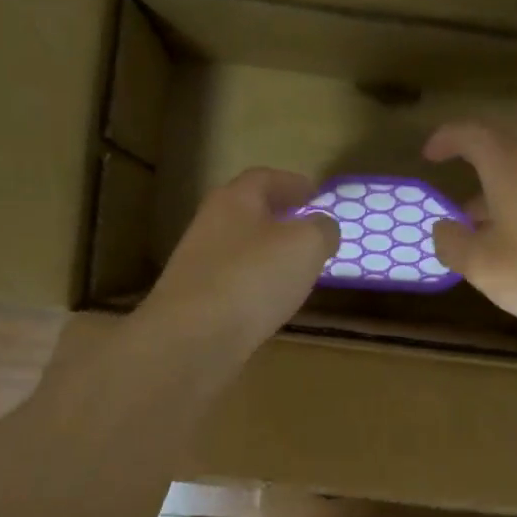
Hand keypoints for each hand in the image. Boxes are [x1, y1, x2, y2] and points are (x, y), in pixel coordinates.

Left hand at [141, 167, 336, 353]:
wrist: (193, 339)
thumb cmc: (253, 278)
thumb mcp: (306, 245)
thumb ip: (321, 229)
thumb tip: (323, 226)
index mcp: (234, 200)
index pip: (265, 178)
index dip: (293, 183)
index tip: (316, 194)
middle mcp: (210, 225)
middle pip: (249, 212)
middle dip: (280, 217)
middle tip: (309, 230)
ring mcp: (199, 265)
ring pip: (241, 249)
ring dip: (268, 253)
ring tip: (297, 268)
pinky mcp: (196, 302)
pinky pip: (234, 283)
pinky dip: (256, 285)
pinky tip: (272, 301)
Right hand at [423, 120, 516, 338]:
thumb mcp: (482, 264)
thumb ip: (453, 242)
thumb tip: (442, 228)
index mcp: (509, 164)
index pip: (472, 133)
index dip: (447, 139)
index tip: (429, 155)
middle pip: (502, 144)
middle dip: (473, 158)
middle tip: (452, 177)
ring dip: (496, 186)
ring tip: (473, 221)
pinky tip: (510, 238)